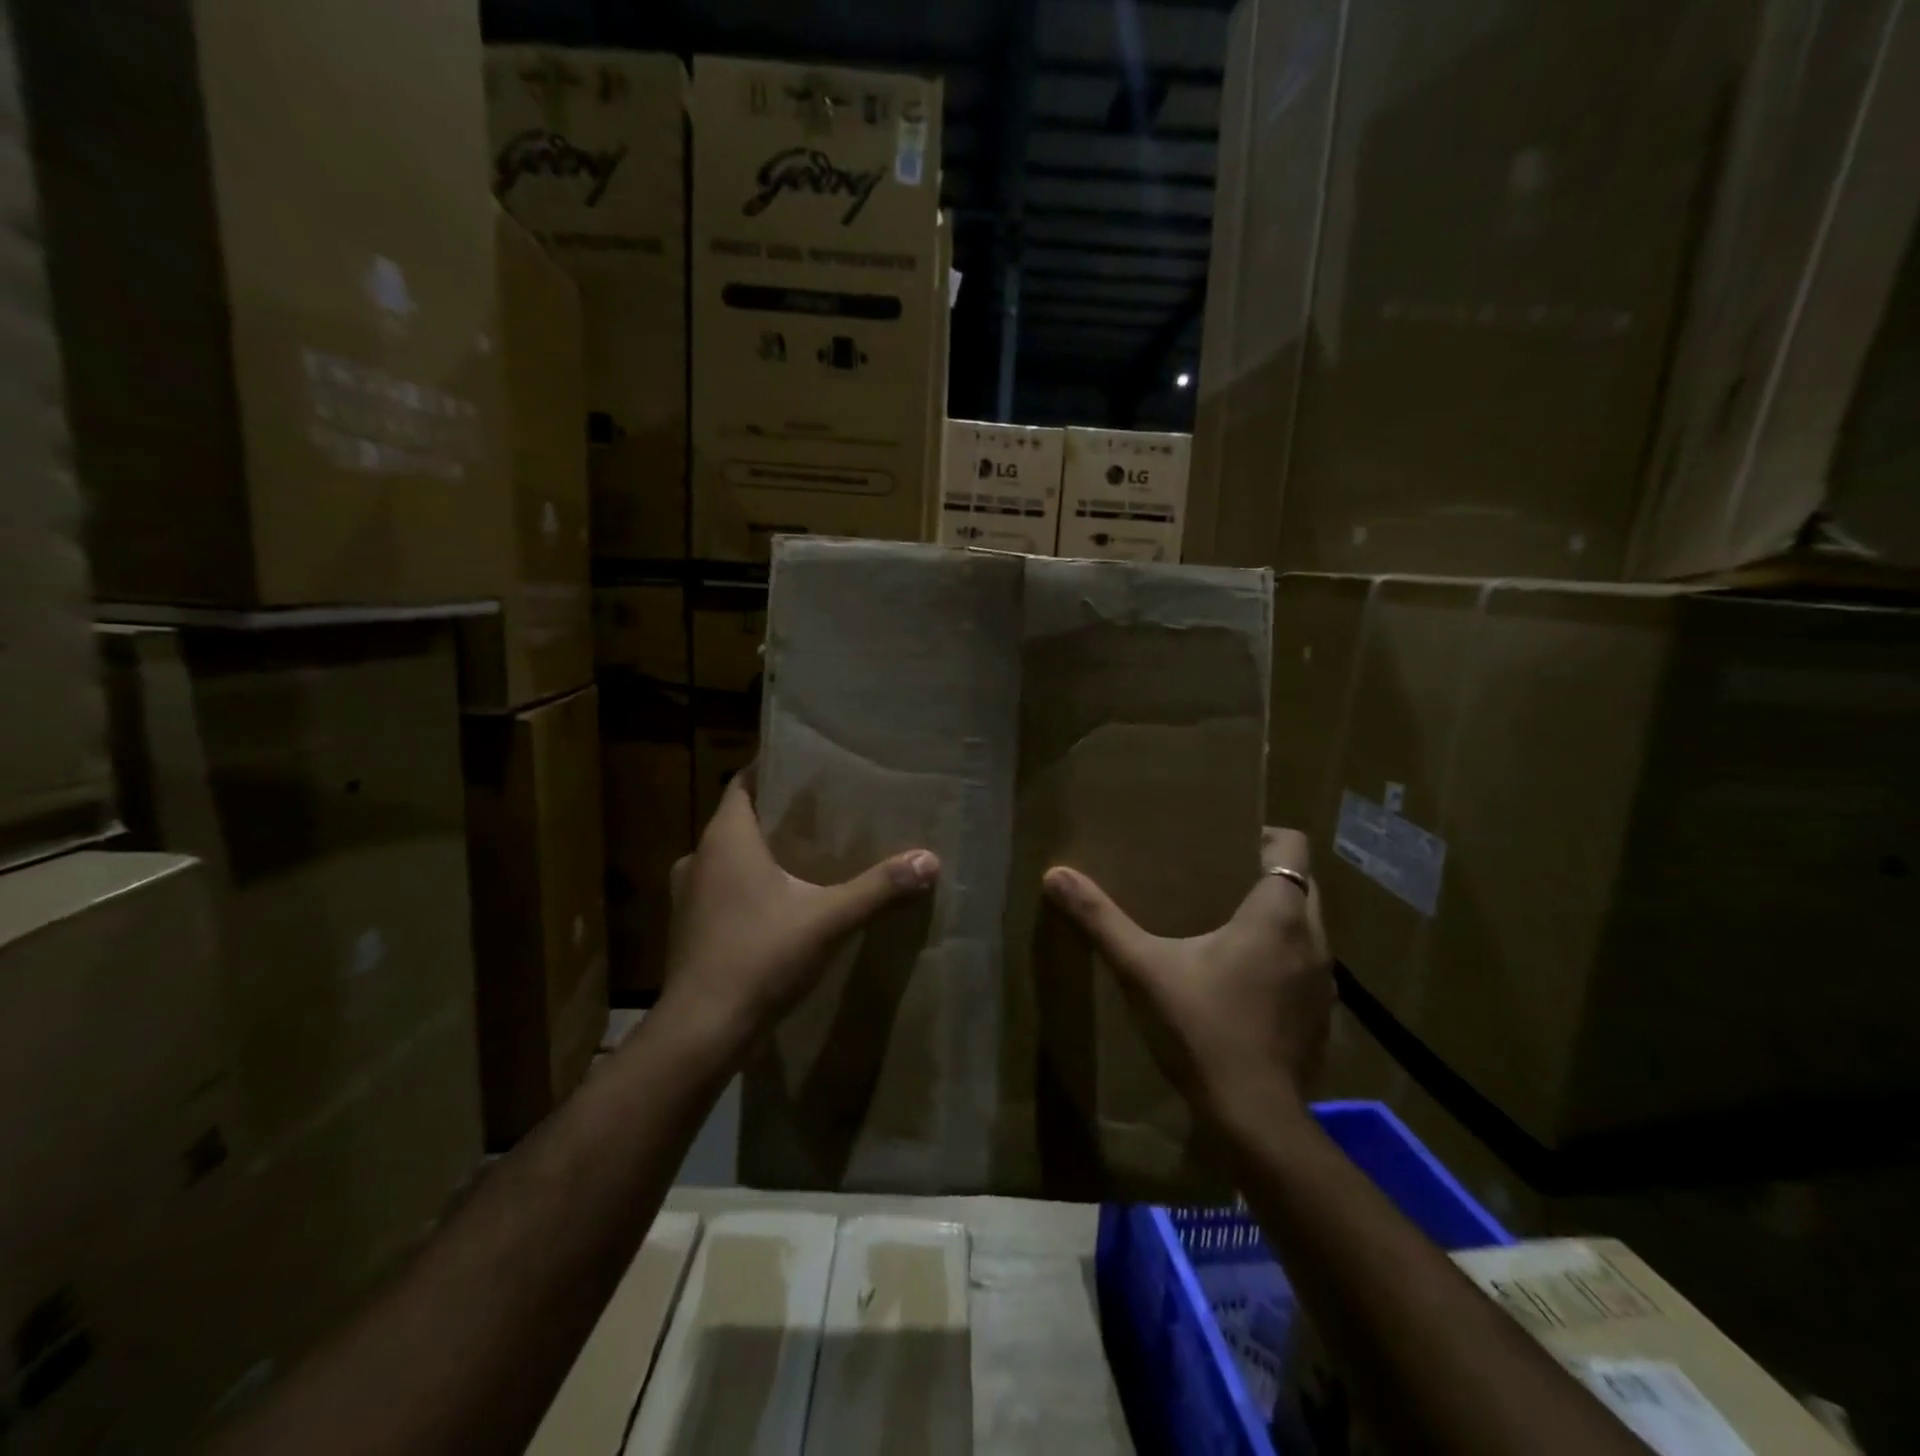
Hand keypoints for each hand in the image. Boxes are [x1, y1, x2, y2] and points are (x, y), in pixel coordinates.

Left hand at [659, 769, 939, 1055]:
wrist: (703, 1031)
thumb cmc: (761, 957)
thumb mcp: (829, 919)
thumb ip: (879, 888)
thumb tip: (929, 860)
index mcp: (726, 840)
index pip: (742, 783)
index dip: (770, 770)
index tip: (806, 767)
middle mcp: (698, 858)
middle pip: (738, 820)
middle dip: (775, 815)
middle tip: (820, 814)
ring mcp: (687, 896)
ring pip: (727, 858)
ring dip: (759, 854)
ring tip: (804, 857)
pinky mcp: (688, 929)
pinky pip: (721, 890)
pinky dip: (746, 886)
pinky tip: (779, 904)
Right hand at [1041, 827, 1332, 1127]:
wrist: (1254, 1118)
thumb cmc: (1203, 1029)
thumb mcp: (1142, 969)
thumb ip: (1100, 919)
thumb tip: (1055, 875)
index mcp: (1277, 914)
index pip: (1293, 847)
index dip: (1265, 835)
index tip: (1226, 842)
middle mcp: (1313, 940)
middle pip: (1301, 884)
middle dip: (1265, 876)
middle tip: (1214, 880)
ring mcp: (1324, 982)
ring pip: (1307, 928)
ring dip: (1276, 920)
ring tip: (1226, 926)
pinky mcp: (1322, 1017)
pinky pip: (1306, 967)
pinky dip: (1282, 960)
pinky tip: (1242, 982)